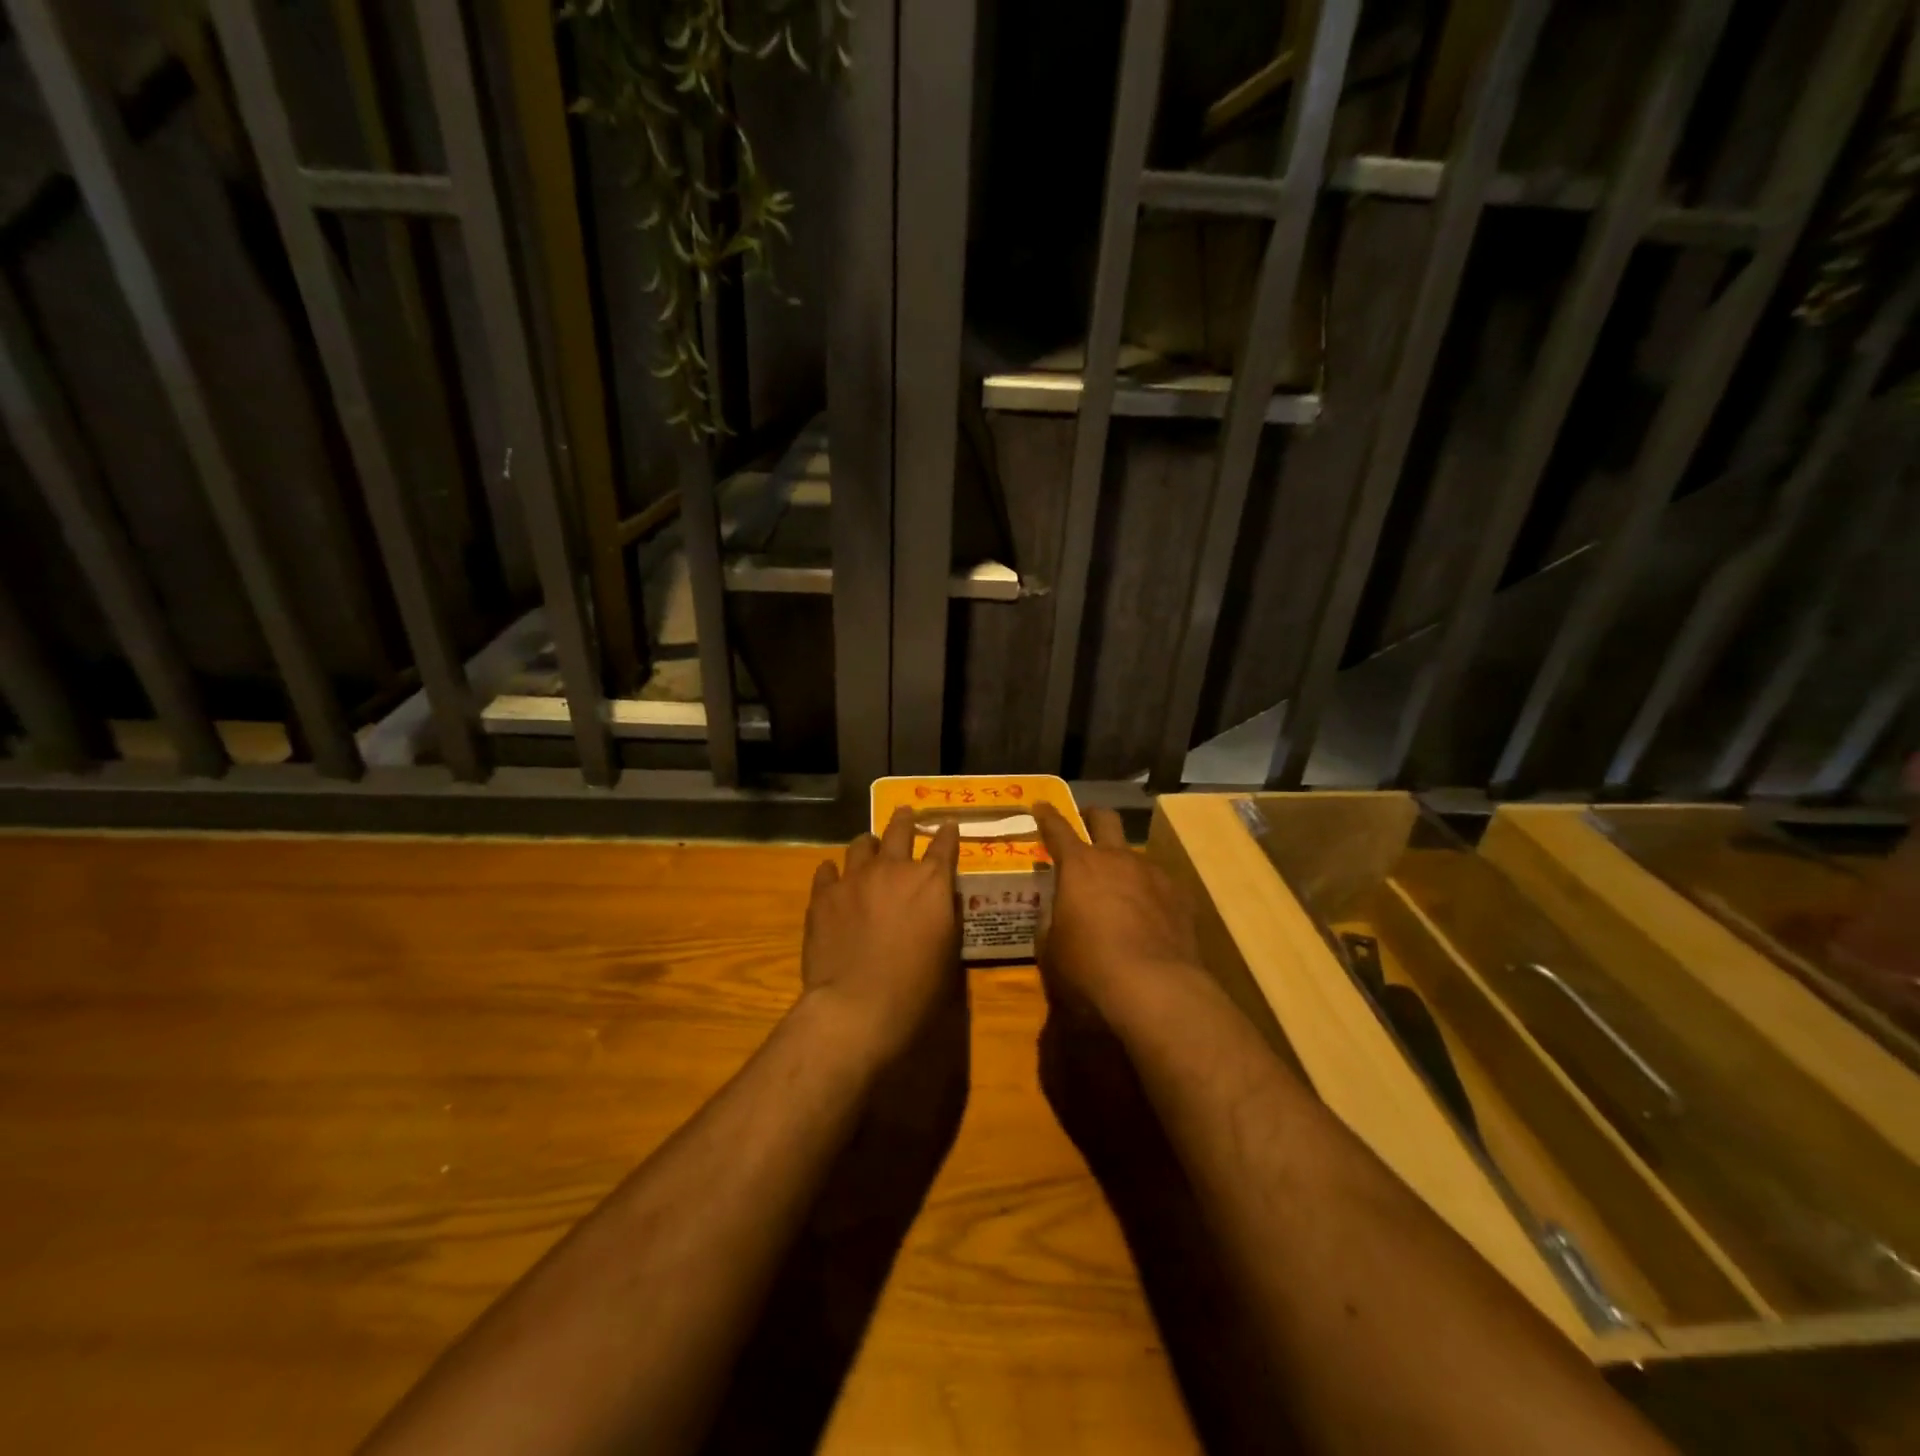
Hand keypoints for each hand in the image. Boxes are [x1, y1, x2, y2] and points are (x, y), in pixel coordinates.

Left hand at [800, 807, 961, 1056]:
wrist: (857, 1005)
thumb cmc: (915, 987)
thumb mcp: (948, 952)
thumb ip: (946, 916)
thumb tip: (942, 897)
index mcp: (931, 881)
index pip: (945, 845)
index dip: (948, 833)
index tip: (948, 825)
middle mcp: (894, 869)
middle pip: (900, 830)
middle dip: (905, 819)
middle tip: (905, 812)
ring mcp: (855, 878)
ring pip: (861, 844)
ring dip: (869, 843)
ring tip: (869, 845)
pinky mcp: (824, 894)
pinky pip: (827, 870)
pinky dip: (834, 871)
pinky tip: (833, 876)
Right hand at [1034, 803, 1205, 1018]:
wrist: (1154, 988)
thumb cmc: (1088, 967)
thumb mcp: (1051, 951)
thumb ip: (1050, 923)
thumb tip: (1055, 914)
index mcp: (1079, 866)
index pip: (1057, 829)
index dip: (1047, 816)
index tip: (1041, 805)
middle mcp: (1117, 859)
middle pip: (1106, 818)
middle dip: (1093, 816)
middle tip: (1086, 824)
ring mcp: (1153, 874)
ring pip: (1135, 855)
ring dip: (1124, 865)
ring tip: (1120, 893)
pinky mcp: (1181, 897)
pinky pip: (1159, 885)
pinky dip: (1149, 894)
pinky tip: (1148, 919)